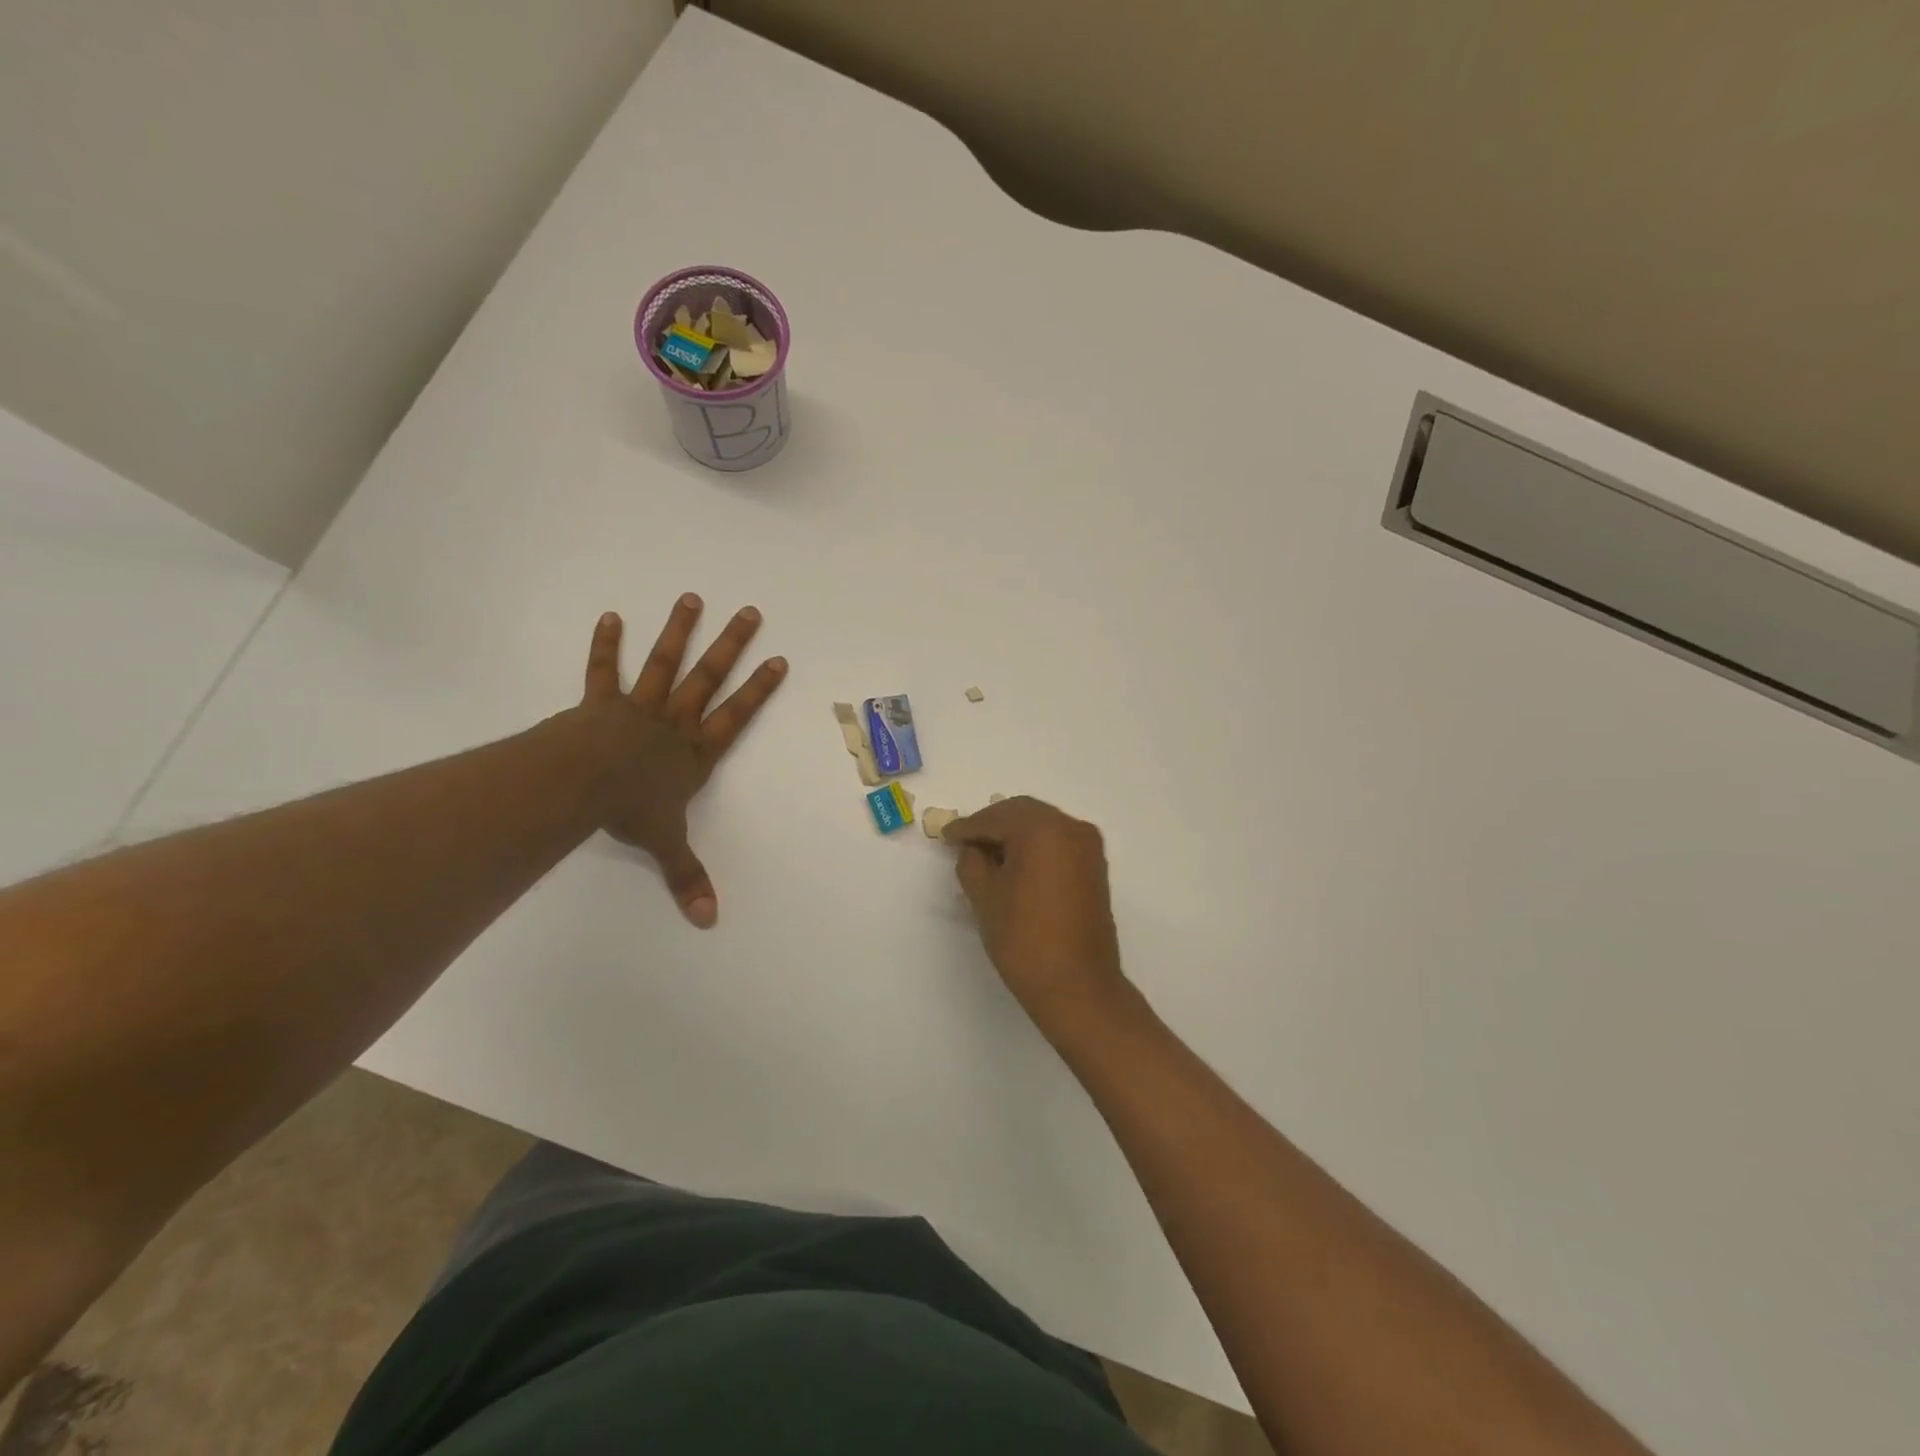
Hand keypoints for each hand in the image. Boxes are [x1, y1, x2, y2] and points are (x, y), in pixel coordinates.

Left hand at [575, 594, 786, 926]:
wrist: (583, 783)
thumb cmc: (631, 809)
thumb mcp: (667, 845)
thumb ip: (688, 877)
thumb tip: (709, 920)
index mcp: (696, 752)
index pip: (737, 716)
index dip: (759, 689)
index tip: (778, 659)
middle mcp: (675, 722)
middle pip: (710, 678)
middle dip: (732, 646)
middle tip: (750, 612)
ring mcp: (639, 707)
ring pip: (666, 664)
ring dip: (680, 631)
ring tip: (692, 598)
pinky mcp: (601, 702)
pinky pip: (605, 671)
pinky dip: (607, 645)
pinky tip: (611, 617)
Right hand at [942, 797, 1125, 1036]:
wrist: (1077, 986)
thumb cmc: (1024, 939)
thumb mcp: (985, 897)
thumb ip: (972, 862)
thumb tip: (973, 848)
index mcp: (1043, 829)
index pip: (996, 818)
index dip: (967, 827)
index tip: (945, 835)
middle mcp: (1071, 828)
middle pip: (1023, 813)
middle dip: (992, 824)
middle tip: (964, 841)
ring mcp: (1088, 847)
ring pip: (1043, 825)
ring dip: (1015, 833)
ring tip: (986, 854)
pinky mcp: (1095, 867)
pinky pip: (1058, 842)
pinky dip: (1035, 845)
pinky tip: (1015, 864)